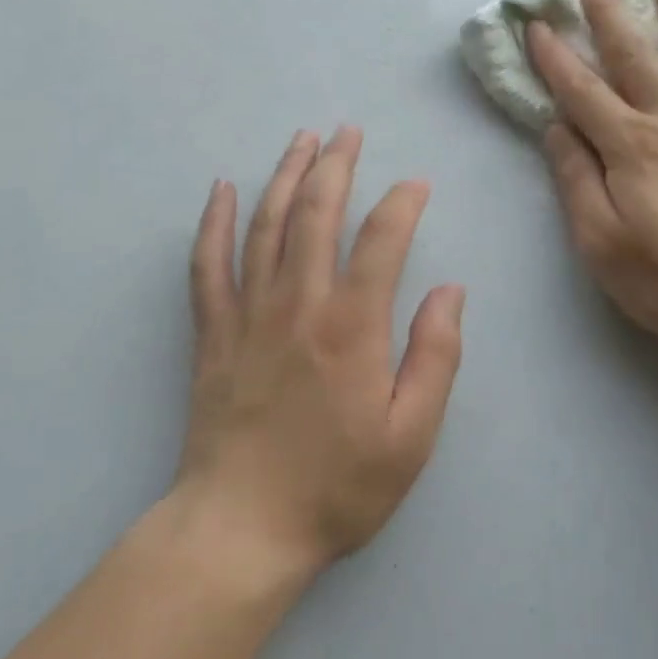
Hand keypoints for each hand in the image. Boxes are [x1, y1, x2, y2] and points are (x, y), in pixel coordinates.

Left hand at [177, 128, 464, 576]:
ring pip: (266, 225)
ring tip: (301, 139)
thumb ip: (435, 356)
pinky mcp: (213, 332)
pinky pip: (208, 263)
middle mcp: (298, 303)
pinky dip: (214, 222)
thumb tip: (449, 290)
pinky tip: (222, 190)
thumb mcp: (412, 436)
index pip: (381, 239)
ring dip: (286, 176)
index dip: (402, 203)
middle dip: (336, 165)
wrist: (242, 528)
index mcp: (352, 326)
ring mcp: (248, 313)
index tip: (416, 184)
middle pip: (317, 213)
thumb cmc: (337, 486)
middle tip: (347, 131)